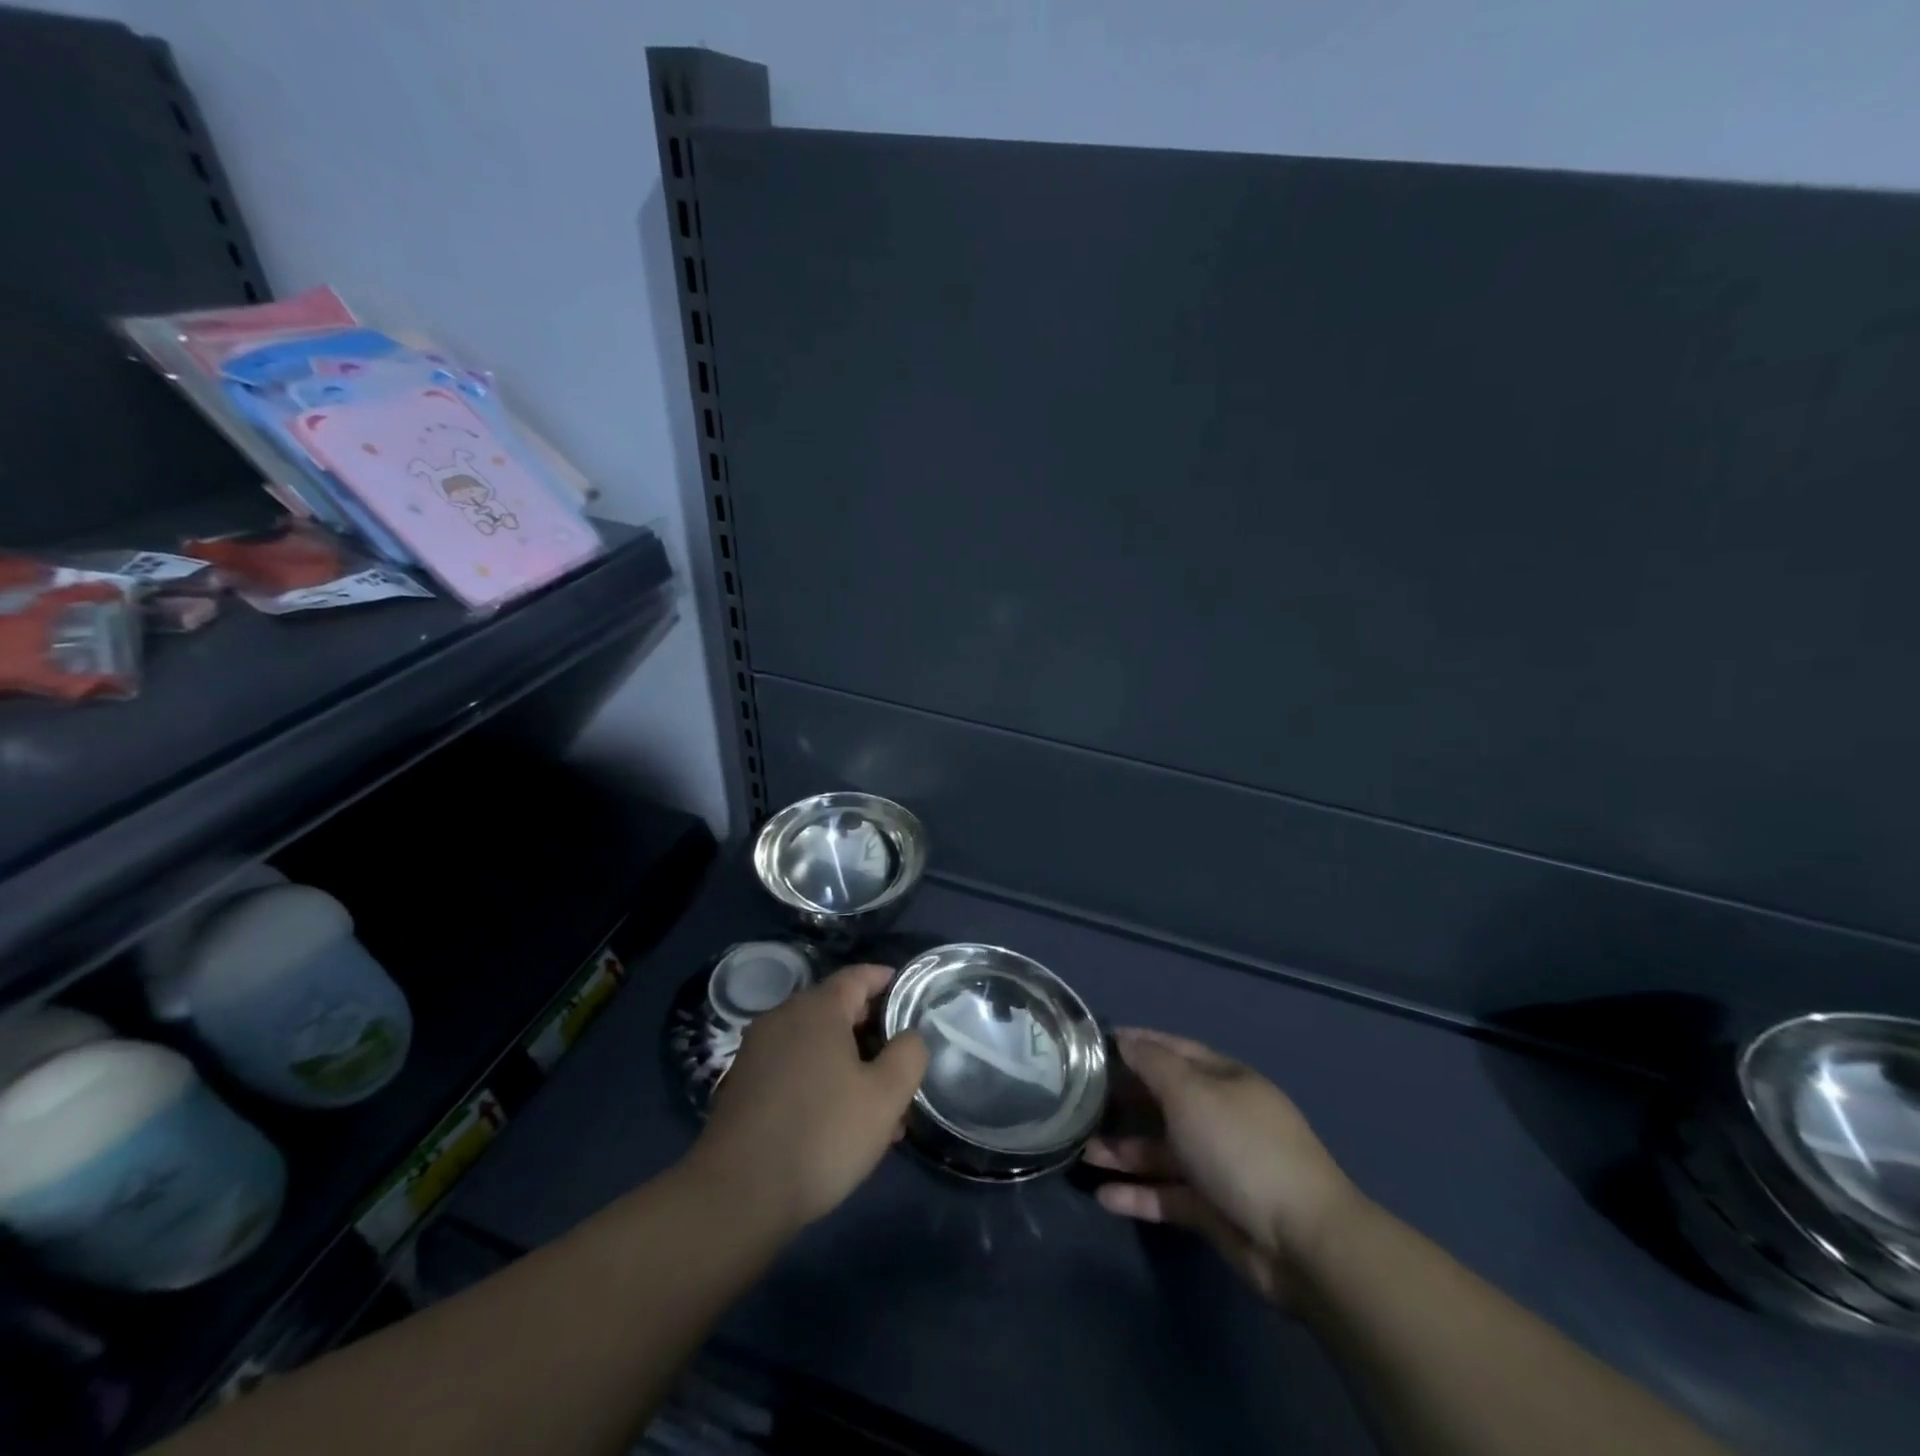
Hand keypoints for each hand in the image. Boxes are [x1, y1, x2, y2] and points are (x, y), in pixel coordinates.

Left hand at [684, 964, 927, 1230]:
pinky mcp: (743, 1084)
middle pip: (838, 1009)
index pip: (860, 976)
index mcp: (817, 1008)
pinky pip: (794, 1067)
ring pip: (817, 1044)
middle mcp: (783, 1017)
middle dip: (874, 1033)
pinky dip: (821, 1081)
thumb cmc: (821, 1134)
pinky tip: (839, 1123)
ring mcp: (758, 1051)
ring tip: (879, 1108)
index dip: (889, 981)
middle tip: (903, 1064)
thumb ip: (908, 1055)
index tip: (914, 998)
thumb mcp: (885, 1097)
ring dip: (850, 1064)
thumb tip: (909, 1035)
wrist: (735, 1196)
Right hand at [1084, 1029, 1361, 1304]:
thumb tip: (1125, 1039)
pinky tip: (1104, 1196)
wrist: (1302, 1240)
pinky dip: (1138, 1194)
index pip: (1174, 1051)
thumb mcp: (1191, 1092)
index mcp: (1224, 1080)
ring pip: (1160, 1151)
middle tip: (1078, 1103)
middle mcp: (1220, 1116)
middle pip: (1163, 1101)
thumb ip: (1152, 1064)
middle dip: (1123, 1101)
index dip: (1137, 1044)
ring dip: (1123, 1151)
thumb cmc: (1240, 1147)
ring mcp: (1217, 1164)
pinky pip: (1167, 1195)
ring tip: (1081, 1154)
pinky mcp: (1212, 1209)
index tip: (1095, 1046)